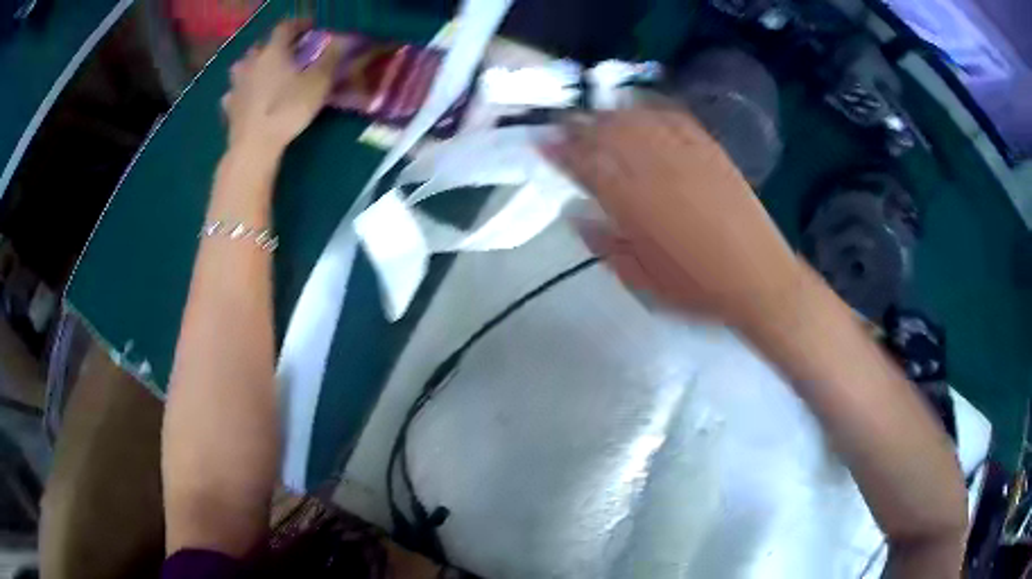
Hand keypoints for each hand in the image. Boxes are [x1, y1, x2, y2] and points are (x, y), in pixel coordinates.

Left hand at [222, 20, 342, 156]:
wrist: (254, 146)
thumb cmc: (288, 109)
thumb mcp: (319, 82)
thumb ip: (330, 58)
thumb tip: (341, 41)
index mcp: (274, 51)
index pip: (285, 27)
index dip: (298, 25)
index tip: (310, 29)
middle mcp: (252, 62)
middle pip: (262, 46)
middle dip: (275, 46)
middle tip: (287, 54)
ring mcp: (237, 85)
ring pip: (243, 67)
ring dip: (253, 66)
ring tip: (263, 74)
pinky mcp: (229, 107)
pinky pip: (234, 92)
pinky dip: (241, 91)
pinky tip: (246, 98)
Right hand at [546, 108, 802, 331]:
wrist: (757, 278)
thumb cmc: (696, 288)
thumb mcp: (640, 279)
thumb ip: (604, 245)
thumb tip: (576, 216)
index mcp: (631, 203)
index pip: (584, 164)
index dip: (559, 151)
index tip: (542, 143)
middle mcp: (654, 169)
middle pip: (607, 133)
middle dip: (579, 125)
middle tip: (564, 125)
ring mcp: (685, 154)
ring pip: (637, 119)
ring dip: (610, 113)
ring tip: (596, 114)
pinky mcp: (710, 150)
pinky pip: (675, 118)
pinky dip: (652, 108)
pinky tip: (641, 107)